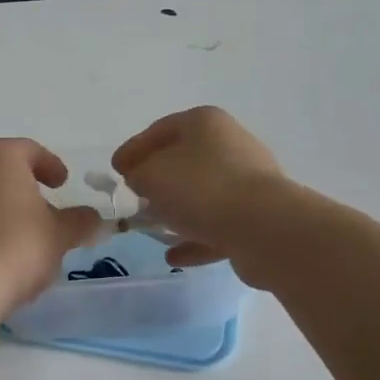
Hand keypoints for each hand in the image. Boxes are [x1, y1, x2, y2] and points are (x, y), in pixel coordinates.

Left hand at [0, 139, 105, 315]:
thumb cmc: (16, 248)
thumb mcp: (61, 234)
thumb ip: (81, 221)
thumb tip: (94, 219)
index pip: (29, 150)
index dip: (51, 166)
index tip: (63, 183)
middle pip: (1, 170)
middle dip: (25, 187)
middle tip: (47, 210)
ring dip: (3, 208)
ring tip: (24, 236)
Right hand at [111, 107, 288, 269]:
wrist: (263, 228)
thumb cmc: (200, 189)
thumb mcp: (151, 175)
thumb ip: (137, 173)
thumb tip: (140, 177)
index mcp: (205, 123)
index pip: (160, 130)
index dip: (133, 149)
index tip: (115, 170)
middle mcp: (230, 144)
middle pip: (185, 160)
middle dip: (158, 179)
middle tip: (134, 196)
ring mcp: (249, 181)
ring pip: (203, 194)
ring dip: (178, 210)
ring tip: (152, 227)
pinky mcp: (258, 216)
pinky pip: (218, 224)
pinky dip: (195, 238)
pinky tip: (174, 255)